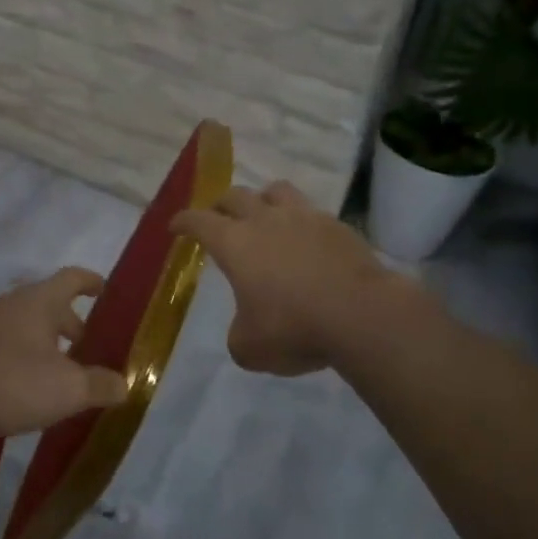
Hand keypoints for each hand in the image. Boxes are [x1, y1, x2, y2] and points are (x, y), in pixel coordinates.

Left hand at [0, 268, 129, 457]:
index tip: (106, 292)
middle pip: (51, 303)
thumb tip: (125, 384)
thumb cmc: (10, 381)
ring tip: (64, 373)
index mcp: (42, 300)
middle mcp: (15, 304)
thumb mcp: (67, 389)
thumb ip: (100, 385)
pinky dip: (27, 357)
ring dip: (50, 343)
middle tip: (92, 348)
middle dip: (74, 324)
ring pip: (30, 326)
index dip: (92, 282)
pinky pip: (10, 344)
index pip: (73, 278)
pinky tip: (30, 388)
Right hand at [172, 181, 407, 376]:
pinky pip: (311, 211)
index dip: (184, 221)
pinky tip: (306, 240)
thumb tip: (246, 327)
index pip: (199, 221)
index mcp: (235, 243)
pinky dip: (301, 221)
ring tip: (264, 215)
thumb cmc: (294, 328)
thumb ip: (238, 334)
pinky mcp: (337, 225)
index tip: (176, 225)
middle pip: (235, 195)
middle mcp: (265, 220)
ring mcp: (304, 217)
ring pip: (276, 190)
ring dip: (263, 199)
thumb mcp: (250, 348)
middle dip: (221, 205)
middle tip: (218, 218)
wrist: (361, 314)